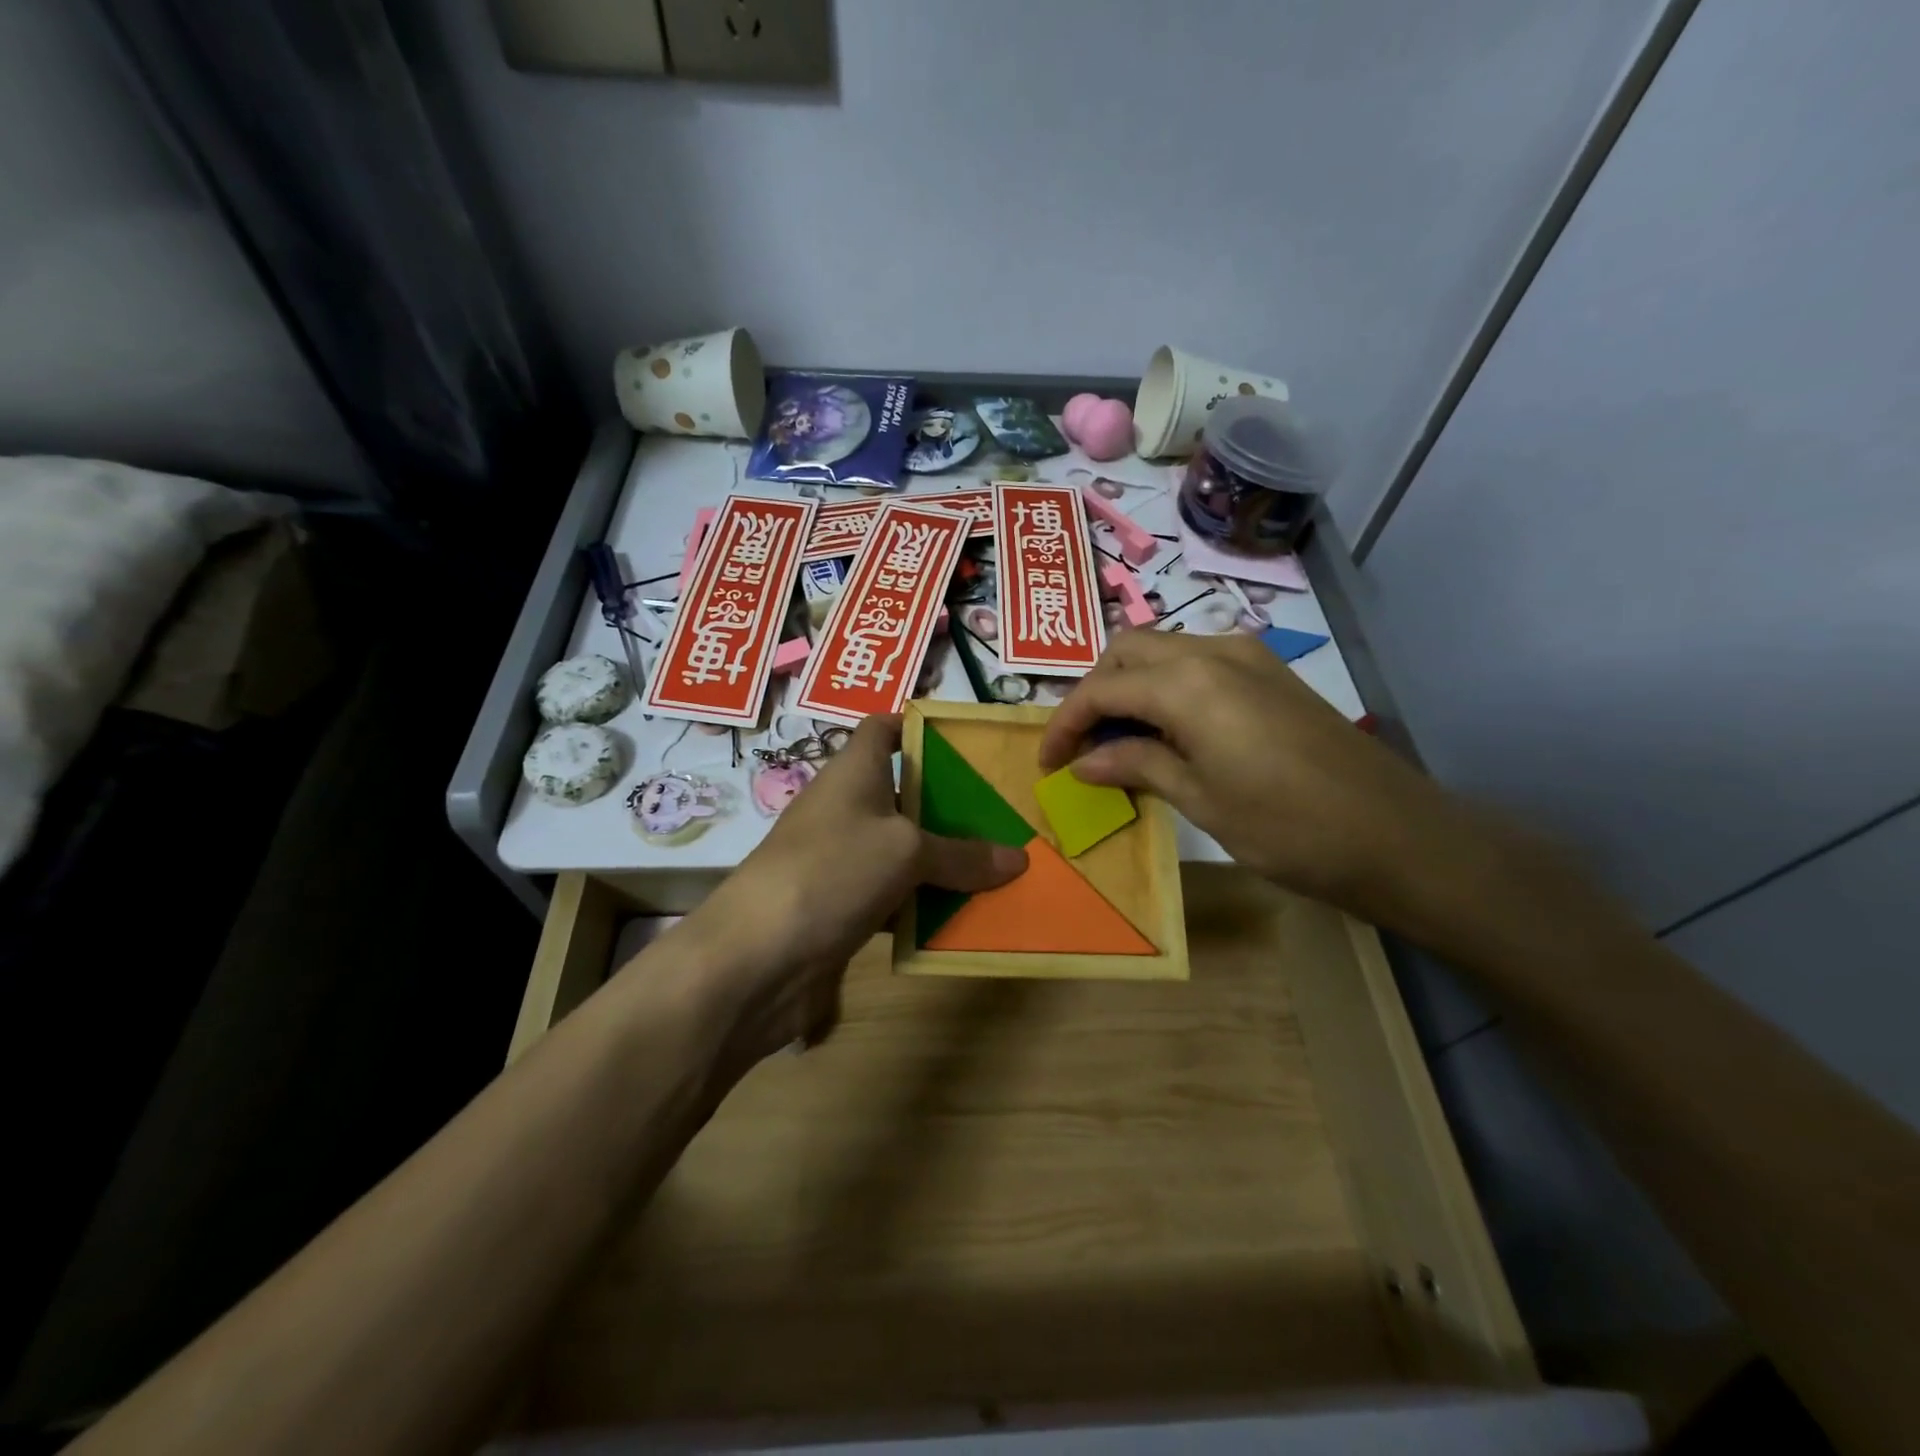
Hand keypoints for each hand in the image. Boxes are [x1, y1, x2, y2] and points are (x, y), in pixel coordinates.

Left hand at [662, 715, 1025, 1070]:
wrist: (756, 958)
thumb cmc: (831, 871)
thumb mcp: (906, 852)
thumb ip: (962, 854)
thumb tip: (1018, 859)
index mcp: (853, 773)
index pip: (882, 729)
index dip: (918, 726)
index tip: (967, 742)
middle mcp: (846, 810)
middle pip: (902, 793)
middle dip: (950, 802)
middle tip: (1003, 812)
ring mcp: (840, 861)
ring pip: (902, 851)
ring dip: (943, 860)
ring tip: (999, 865)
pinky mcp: (840, 908)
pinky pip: (893, 897)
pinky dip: (923, 905)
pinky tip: (963, 917)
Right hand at [1038, 631, 1470, 924]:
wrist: (1395, 835)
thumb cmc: (1287, 828)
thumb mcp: (1200, 799)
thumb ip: (1136, 765)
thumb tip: (1084, 761)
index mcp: (1188, 683)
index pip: (1101, 688)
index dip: (1065, 723)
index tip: (1047, 762)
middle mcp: (1213, 651)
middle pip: (1127, 650)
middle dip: (1093, 691)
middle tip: (1082, 744)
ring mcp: (1247, 656)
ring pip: (1162, 650)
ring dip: (1129, 685)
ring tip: (1118, 740)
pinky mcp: (1270, 672)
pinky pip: (1197, 663)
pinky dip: (1166, 686)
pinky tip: (1167, 730)